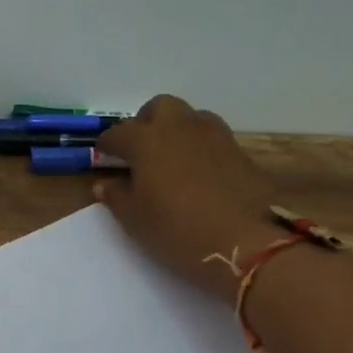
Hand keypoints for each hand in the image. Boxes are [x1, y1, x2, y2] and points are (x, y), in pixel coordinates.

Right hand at [95, 96, 278, 297]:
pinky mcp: (240, 152)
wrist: (248, 244)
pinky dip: (200, 148)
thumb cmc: (178, 231)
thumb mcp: (136, 220)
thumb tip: (106, 184)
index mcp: (146, 140)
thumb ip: (117, 197)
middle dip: (145, 122)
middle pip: (158, 108)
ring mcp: (214, 136)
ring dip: (176, 130)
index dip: (107, 146)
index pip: (118, 134)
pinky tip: (199, 173)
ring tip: (171, 159)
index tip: (104, 158)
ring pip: (190, 118)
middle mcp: (179, 128)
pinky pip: (212, 138)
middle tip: (140, 150)